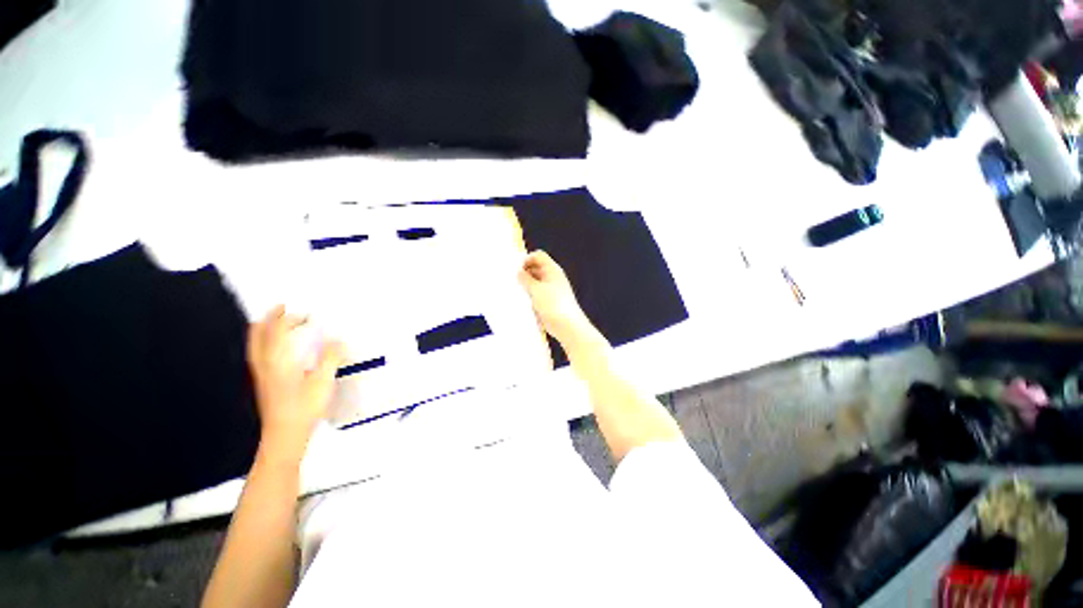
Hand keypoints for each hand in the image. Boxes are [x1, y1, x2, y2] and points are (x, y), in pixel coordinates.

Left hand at [247, 306, 343, 457]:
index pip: (277, 330)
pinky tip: (281, 348)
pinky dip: (267, 342)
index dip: (286, 317)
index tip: (297, 310)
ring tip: (280, 324)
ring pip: (256, 344)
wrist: (284, 434)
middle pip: (258, 334)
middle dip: (269, 318)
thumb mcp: (323, 381)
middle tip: (283, 310)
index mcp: (278, 360)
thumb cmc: (304, 407)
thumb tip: (337, 341)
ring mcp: (260, 373)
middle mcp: (264, 363)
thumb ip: (331, 357)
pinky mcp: (262, 382)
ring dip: (266, 329)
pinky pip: (259, 353)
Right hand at [517, 251, 595, 346]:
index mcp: (552, 270)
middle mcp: (552, 277)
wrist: (568, 326)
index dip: (527, 260)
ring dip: (526, 286)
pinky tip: (522, 302)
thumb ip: (526, 279)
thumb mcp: (536, 290)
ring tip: (516, 292)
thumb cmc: (554, 305)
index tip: (517, 270)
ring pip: (535, 282)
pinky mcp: (549, 302)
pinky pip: (536, 294)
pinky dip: (529, 296)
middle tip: (513, 281)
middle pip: (536, 268)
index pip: (538, 256)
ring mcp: (551, 290)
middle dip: (524, 273)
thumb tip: (519, 272)